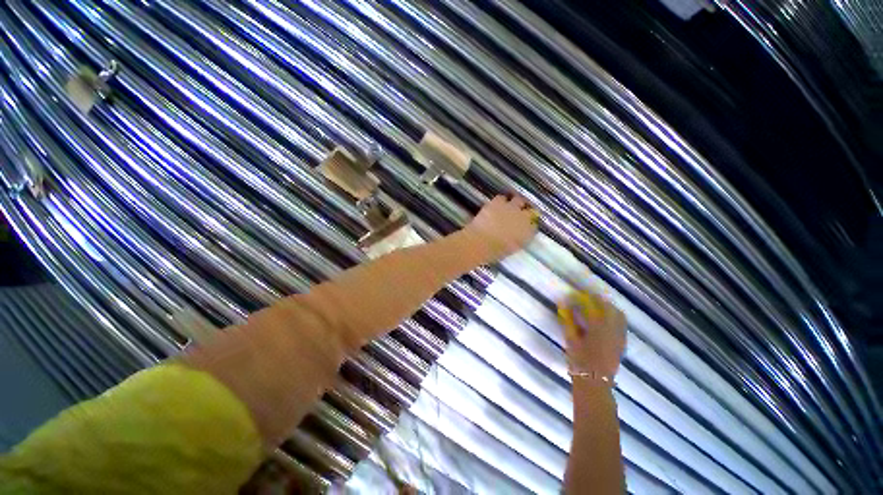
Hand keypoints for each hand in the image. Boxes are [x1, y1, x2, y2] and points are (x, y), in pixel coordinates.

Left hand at [464, 194, 538, 260]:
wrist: (481, 241)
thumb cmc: (495, 251)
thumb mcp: (511, 249)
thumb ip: (517, 240)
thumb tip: (516, 236)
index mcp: (527, 233)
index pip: (533, 226)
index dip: (528, 225)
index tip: (523, 226)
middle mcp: (523, 218)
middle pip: (529, 210)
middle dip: (524, 212)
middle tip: (517, 214)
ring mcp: (511, 208)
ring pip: (518, 200)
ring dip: (514, 204)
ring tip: (508, 207)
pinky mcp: (498, 202)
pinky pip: (502, 198)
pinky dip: (499, 201)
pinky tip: (495, 205)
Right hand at [559, 292, 625, 381]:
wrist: (595, 382)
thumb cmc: (580, 360)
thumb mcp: (570, 338)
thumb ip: (568, 319)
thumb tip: (563, 303)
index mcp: (599, 327)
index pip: (597, 305)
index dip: (589, 296)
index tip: (580, 292)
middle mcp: (614, 330)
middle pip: (612, 309)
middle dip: (601, 301)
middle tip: (589, 299)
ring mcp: (620, 338)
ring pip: (620, 317)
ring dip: (609, 309)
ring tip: (597, 308)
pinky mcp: (622, 344)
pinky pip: (621, 325)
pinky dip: (614, 318)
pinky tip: (603, 322)